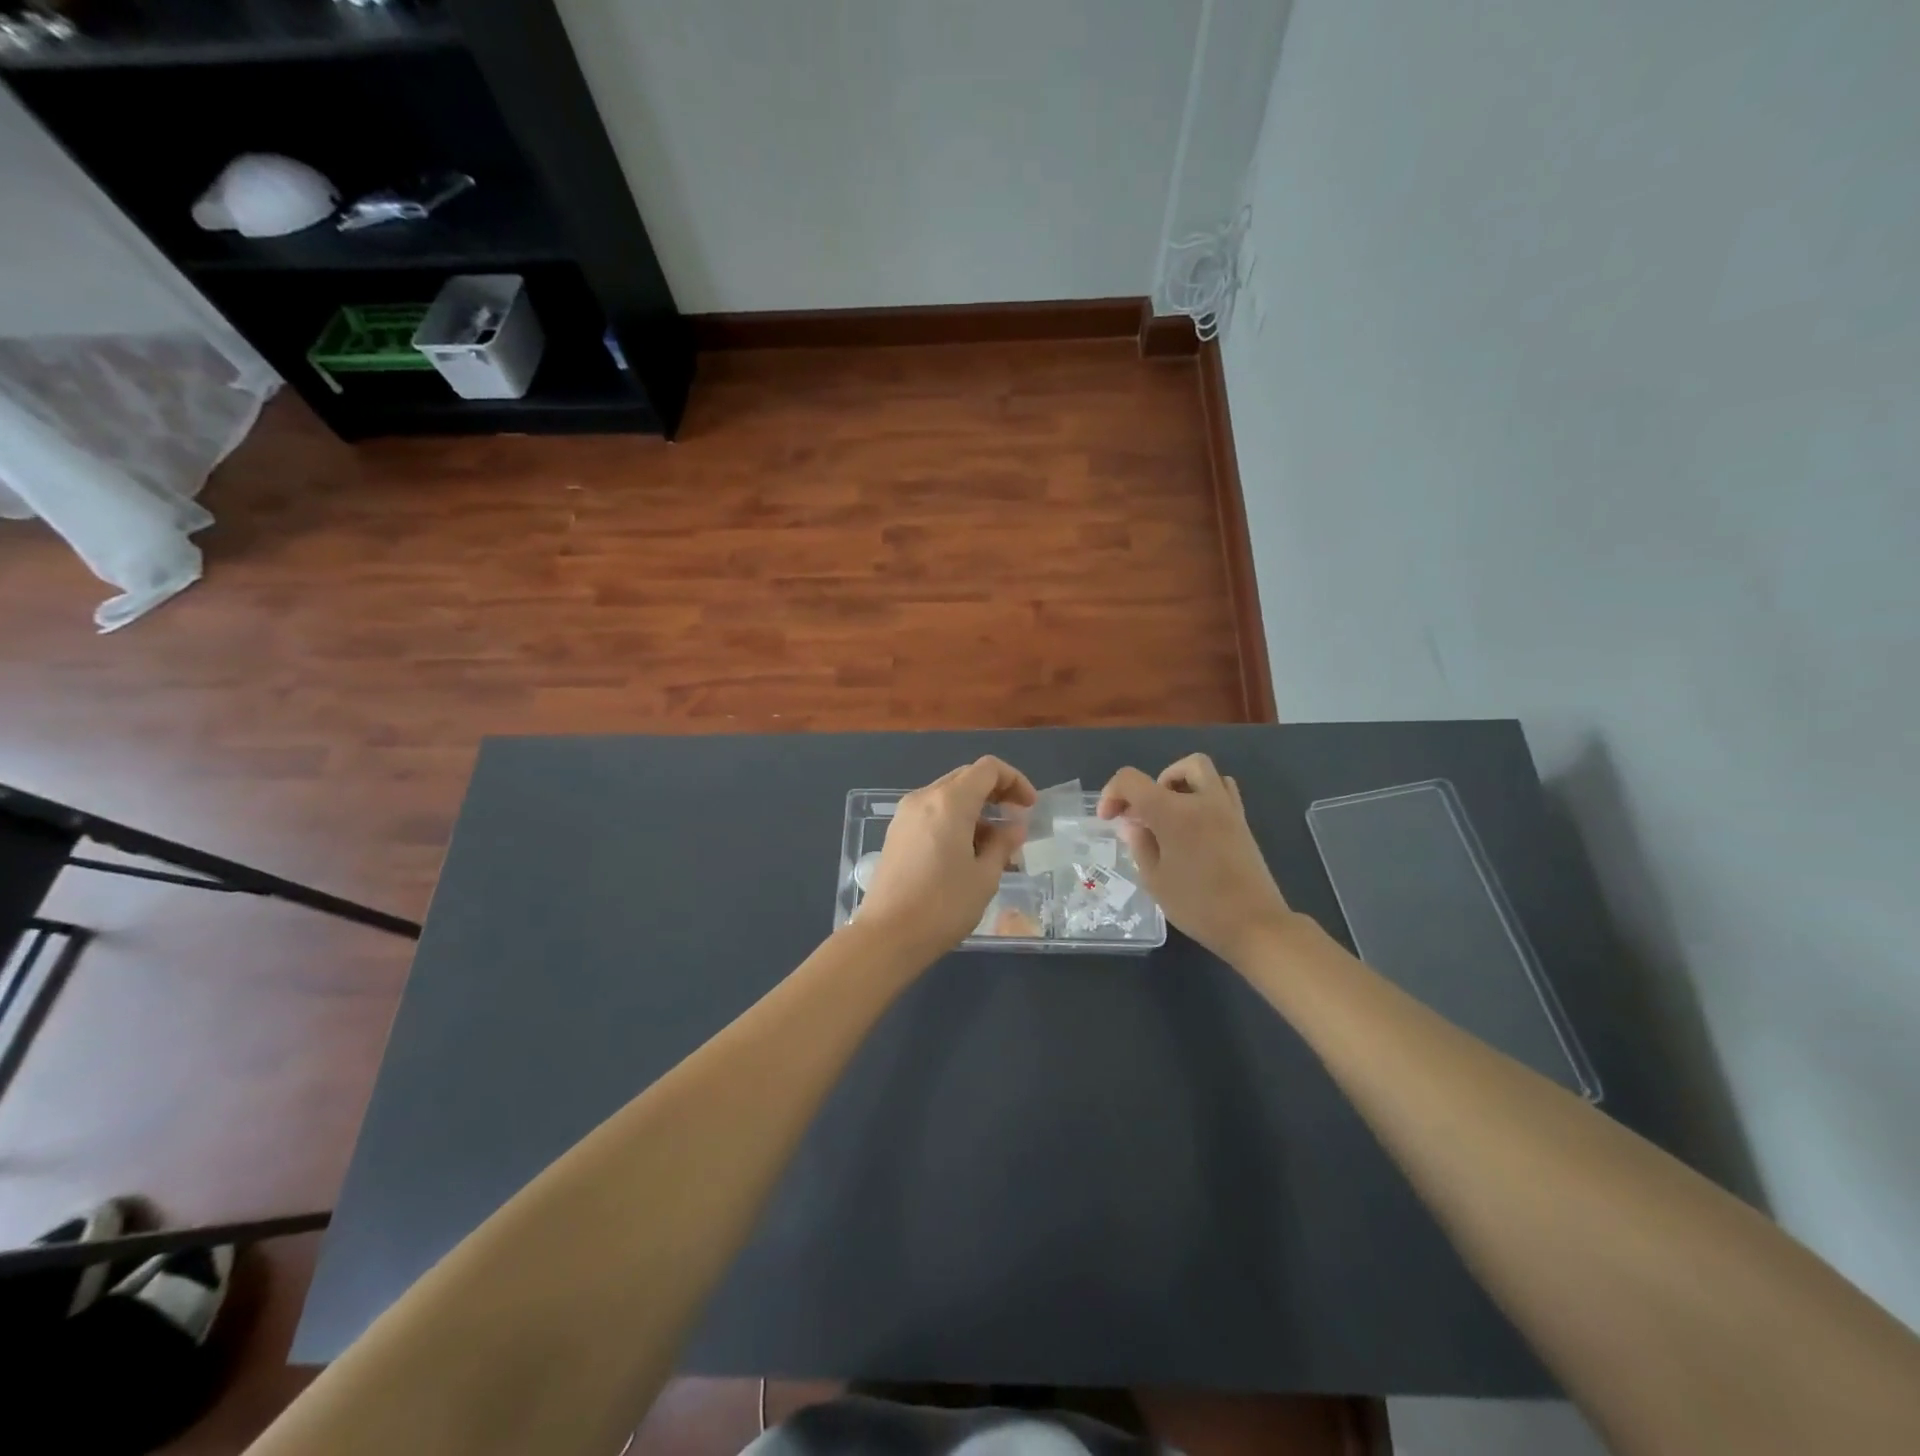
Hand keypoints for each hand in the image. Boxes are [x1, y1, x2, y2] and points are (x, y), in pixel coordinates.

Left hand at [858, 757, 1036, 961]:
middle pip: (966, 778)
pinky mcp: (896, 833)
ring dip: (975, 809)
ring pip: (948, 795)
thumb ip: (1003, 844)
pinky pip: (932, 813)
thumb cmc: (943, 905)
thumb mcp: (985, 877)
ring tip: (994, 845)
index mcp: (949, 802)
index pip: (988, 769)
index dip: (1014, 780)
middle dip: (995, 792)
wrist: (887, 935)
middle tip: (1015, 821)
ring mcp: (905, 815)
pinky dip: (954, 820)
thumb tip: (1014, 827)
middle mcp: (924, 798)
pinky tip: (966, 853)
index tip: (1029, 807)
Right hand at [1098, 753, 1292, 964]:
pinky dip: (1204, 795)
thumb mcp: (1155, 880)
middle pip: (1177, 767)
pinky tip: (1194, 824)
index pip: (1132, 780)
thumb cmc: (1198, 905)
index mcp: (1172, 813)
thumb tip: (1135, 825)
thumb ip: (1140, 845)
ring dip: (1181, 784)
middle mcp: (1202, 800)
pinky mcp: (1243, 822)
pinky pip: (1223, 790)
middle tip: (1145, 813)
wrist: (1255, 925)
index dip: (1113, 793)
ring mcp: (1227, 809)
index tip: (1110, 819)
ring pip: (1204, 772)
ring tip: (1170, 815)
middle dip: (1153, 783)